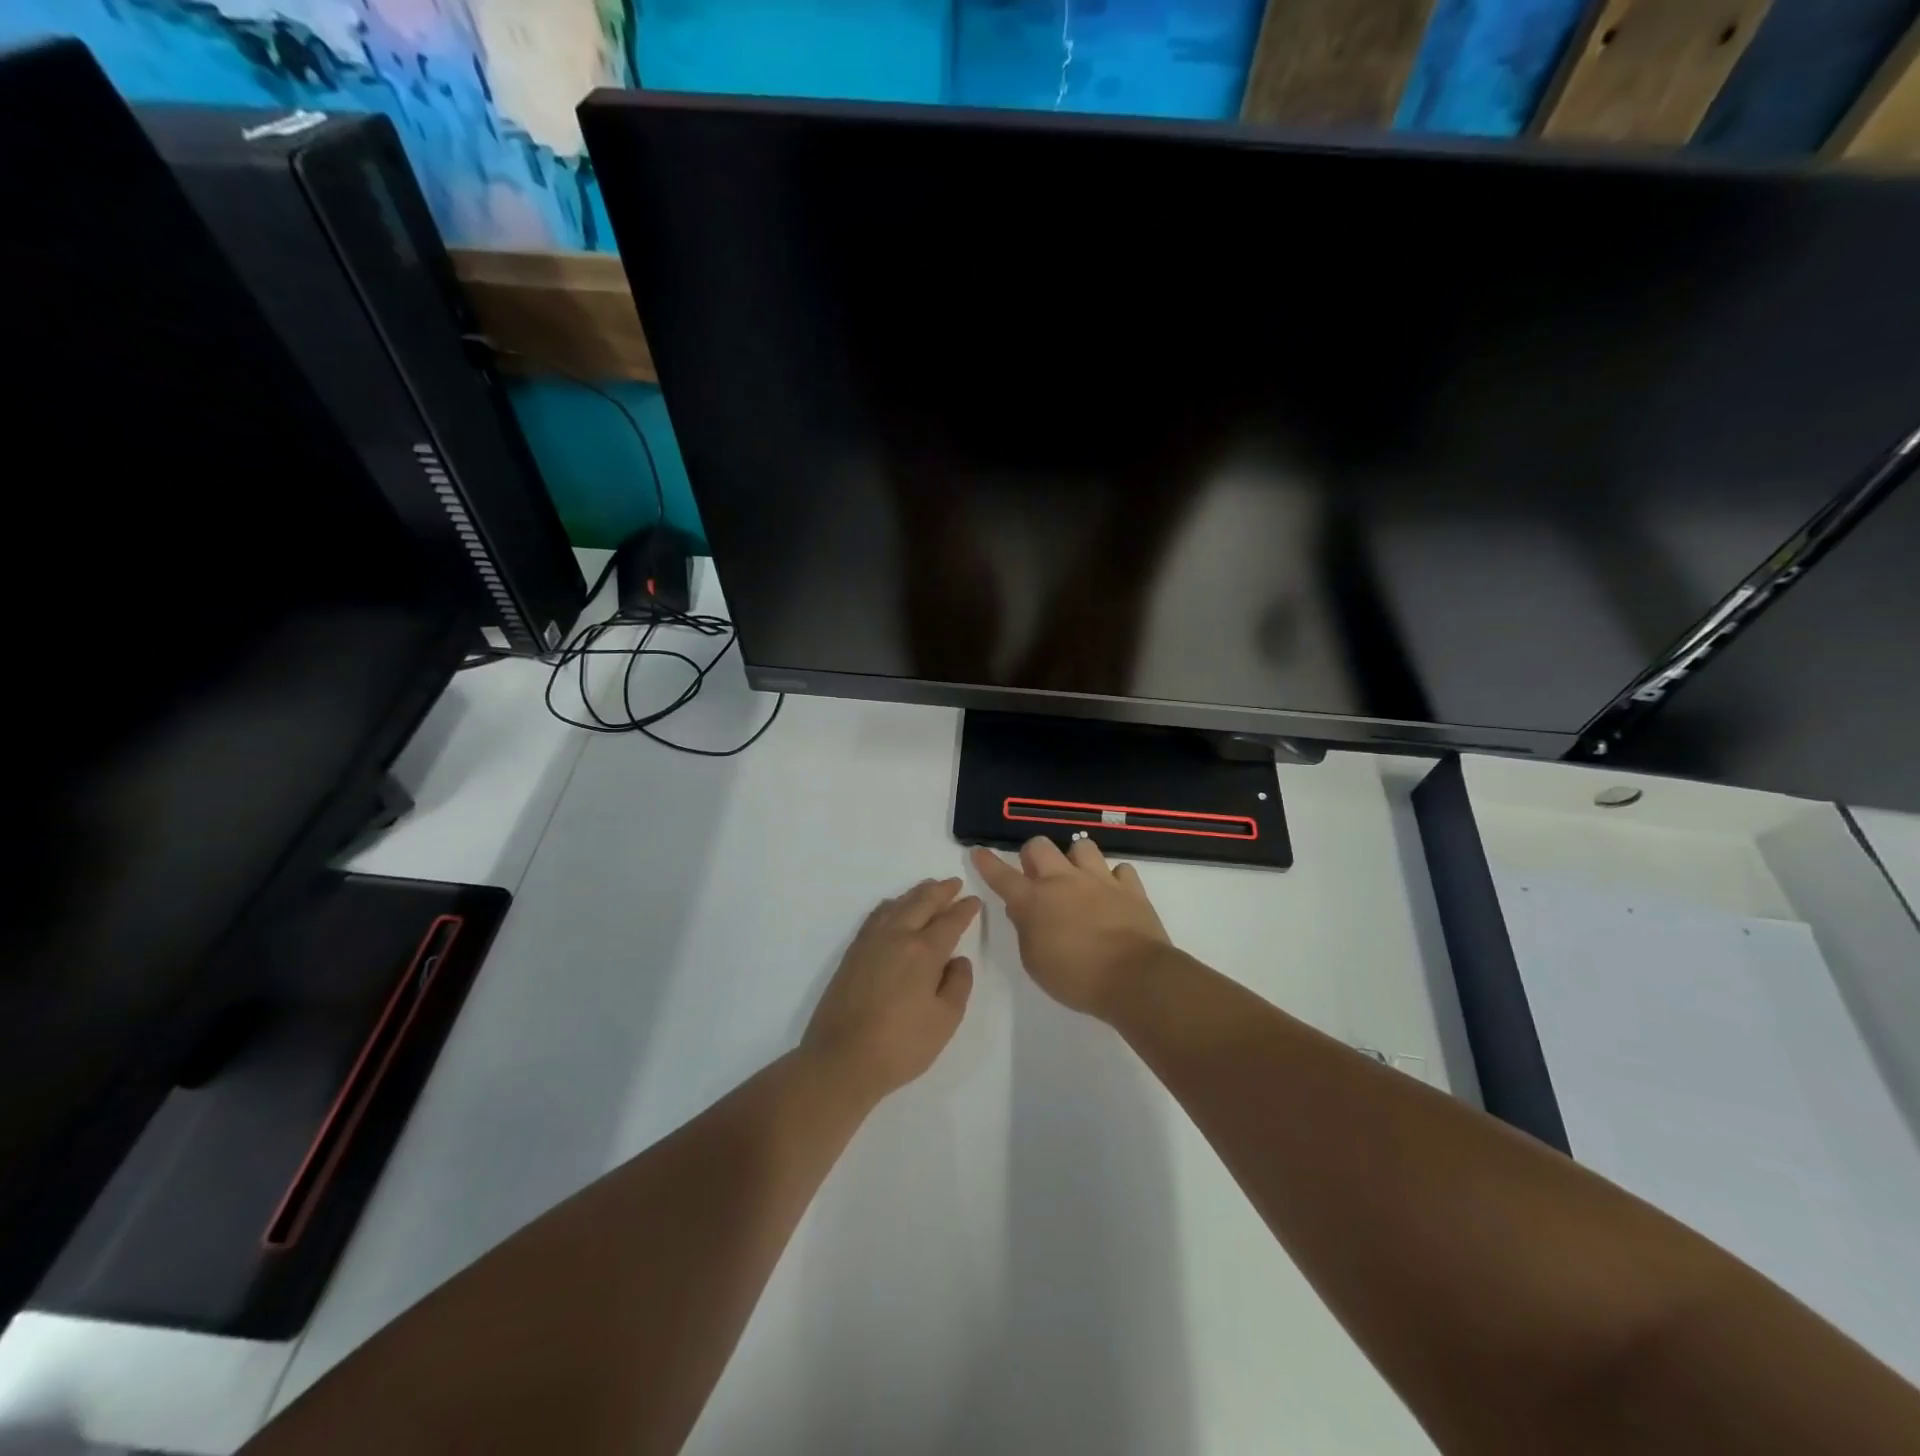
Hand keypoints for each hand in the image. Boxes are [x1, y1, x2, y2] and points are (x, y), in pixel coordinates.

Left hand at [802, 878, 980, 1100]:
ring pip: (897, 904)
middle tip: (954, 883)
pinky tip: (894, 908)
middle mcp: (897, 936)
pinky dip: (891, 905)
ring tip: (928, 888)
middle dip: (941, 891)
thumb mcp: (945, 1020)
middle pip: (922, 903)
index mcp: (924, 951)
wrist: (842, 1059)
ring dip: (916, 893)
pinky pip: (876, 915)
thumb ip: (958, 984)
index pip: (950, 921)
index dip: (965, 909)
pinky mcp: (852, 953)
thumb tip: (958, 960)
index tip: (974, 900)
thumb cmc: (901, 1045)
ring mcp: (870, 942)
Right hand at [971, 837, 1168, 1018]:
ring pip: (1082, 846)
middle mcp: (1064, 881)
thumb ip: (1026, 931)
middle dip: (1033, 855)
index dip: (987, 862)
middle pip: (1040, 846)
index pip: (1002, 876)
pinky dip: (1114, 878)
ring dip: (1075, 859)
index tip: (978, 851)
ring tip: (1079, 878)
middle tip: (1037, 875)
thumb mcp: (1035, 963)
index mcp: (1034, 901)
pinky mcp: (1130, 888)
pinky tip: (1113, 892)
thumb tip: (1022, 911)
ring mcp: (1099, 880)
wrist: (1134, 978)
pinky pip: (1120, 869)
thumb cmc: (1076, 978)